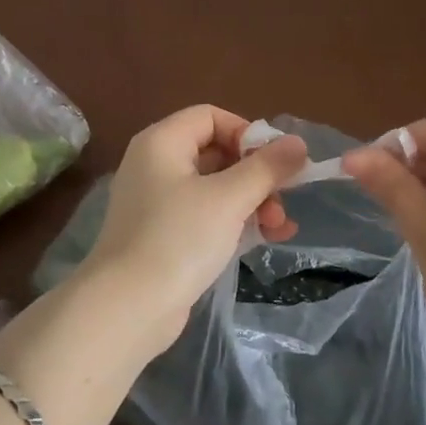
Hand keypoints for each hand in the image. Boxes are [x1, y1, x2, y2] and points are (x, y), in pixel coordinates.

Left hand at [78, 106, 308, 355]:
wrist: (127, 308)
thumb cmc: (178, 239)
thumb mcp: (228, 199)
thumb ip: (265, 168)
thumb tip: (298, 143)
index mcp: (162, 142)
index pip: (210, 116)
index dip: (246, 133)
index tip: (275, 162)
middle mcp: (155, 164)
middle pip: (215, 151)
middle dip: (256, 174)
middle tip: (283, 200)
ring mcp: (157, 201)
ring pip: (214, 186)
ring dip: (252, 200)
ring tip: (280, 226)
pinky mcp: (163, 234)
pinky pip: (205, 214)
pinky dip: (234, 221)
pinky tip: (266, 239)